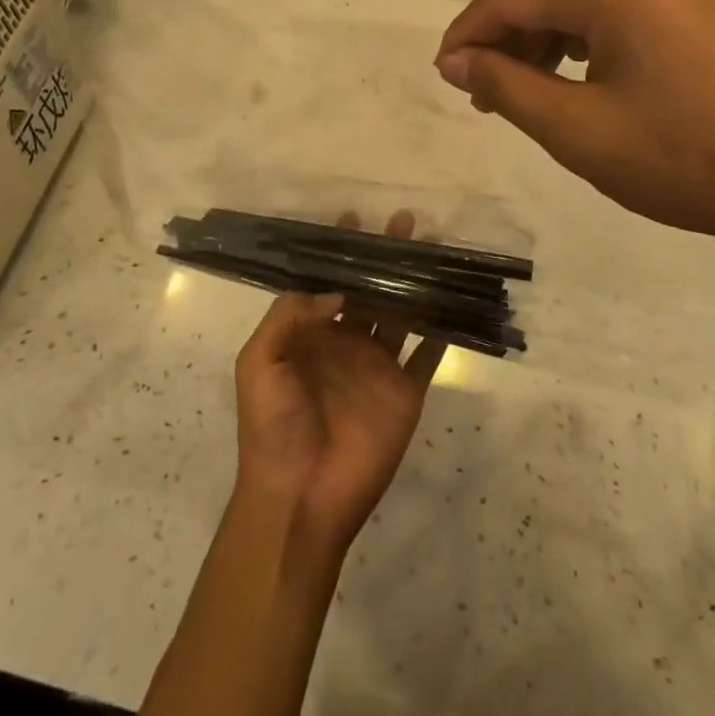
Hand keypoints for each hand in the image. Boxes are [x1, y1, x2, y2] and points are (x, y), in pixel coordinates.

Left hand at [233, 213, 445, 553]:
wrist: (299, 497)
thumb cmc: (272, 426)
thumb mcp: (259, 362)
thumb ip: (289, 315)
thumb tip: (336, 289)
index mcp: (311, 333)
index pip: (327, 281)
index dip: (338, 252)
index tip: (353, 219)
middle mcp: (348, 341)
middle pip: (371, 289)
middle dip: (385, 256)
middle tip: (404, 220)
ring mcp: (379, 366)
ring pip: (402, 312)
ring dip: (416, 283)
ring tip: (433, 249)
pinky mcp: (406, 391)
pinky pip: (428, 354)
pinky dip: (442, 330)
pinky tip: (455, 302)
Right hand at [436, 0, 714, 276]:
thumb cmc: (692, 161)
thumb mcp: (580, 132)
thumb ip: (506, 87)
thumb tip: (456, 61)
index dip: (468, 35)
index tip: (444, 74)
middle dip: (511, 42)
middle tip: (488, 98)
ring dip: (553, 40)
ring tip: (535, 93)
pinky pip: (631, 3)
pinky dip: (597, 36)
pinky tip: (590, 75)